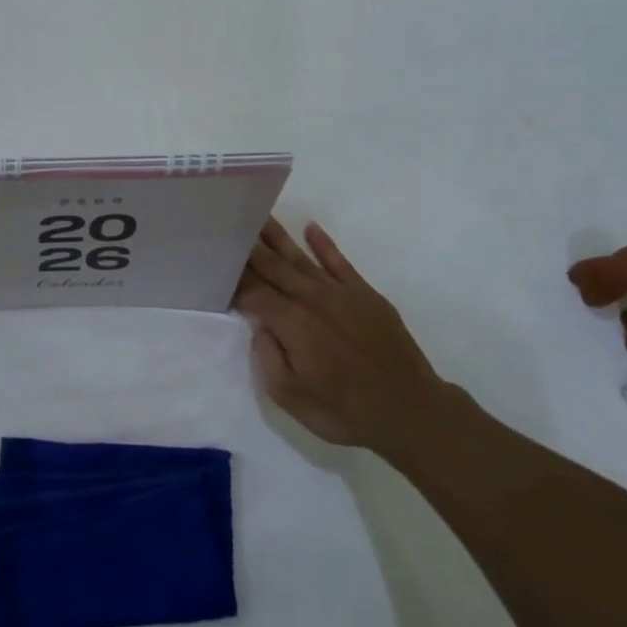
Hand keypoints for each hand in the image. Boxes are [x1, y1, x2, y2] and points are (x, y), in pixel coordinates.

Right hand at [235, 219, 446, 457]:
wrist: (411, 411)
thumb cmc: (345, 411)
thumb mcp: (291, 398)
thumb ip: (268, 358)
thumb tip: (261, 327)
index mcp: (292, 323)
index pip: (253, 292)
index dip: (233, 279)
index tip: (215, 263)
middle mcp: (312, 299)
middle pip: (274, 267)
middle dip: (249, 247)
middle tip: (229, 224)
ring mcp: (341, 293)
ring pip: (301, 258)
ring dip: (278, 236)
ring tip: (258, 214)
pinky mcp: (365, 295)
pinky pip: (339, 262)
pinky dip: (324, 244)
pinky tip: (310, 228)